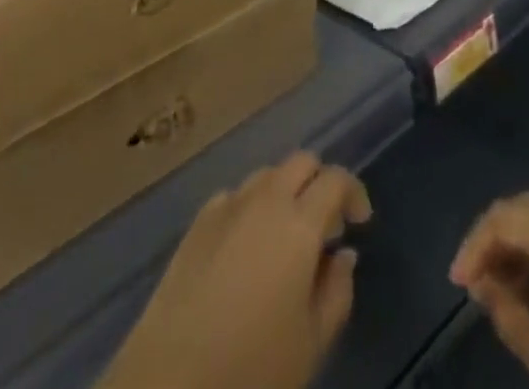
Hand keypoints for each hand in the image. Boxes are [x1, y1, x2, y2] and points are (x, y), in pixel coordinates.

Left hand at [100, 152, 371, 388]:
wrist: (168, 385)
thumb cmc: (251, 370)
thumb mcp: (311, 343)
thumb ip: (337, 292)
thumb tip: (343, 255)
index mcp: (298, 223)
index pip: (336, 180)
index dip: (354, 193)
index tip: (360, 222)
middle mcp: (265, 200)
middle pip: (301, 162)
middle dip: (320, 183)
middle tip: (326, 227)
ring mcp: (226, 207)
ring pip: (267, 175)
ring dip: (286, 192)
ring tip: (287, 237)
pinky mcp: (196, 225)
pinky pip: (234, 197)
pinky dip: (251, 207)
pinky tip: (247, 247)